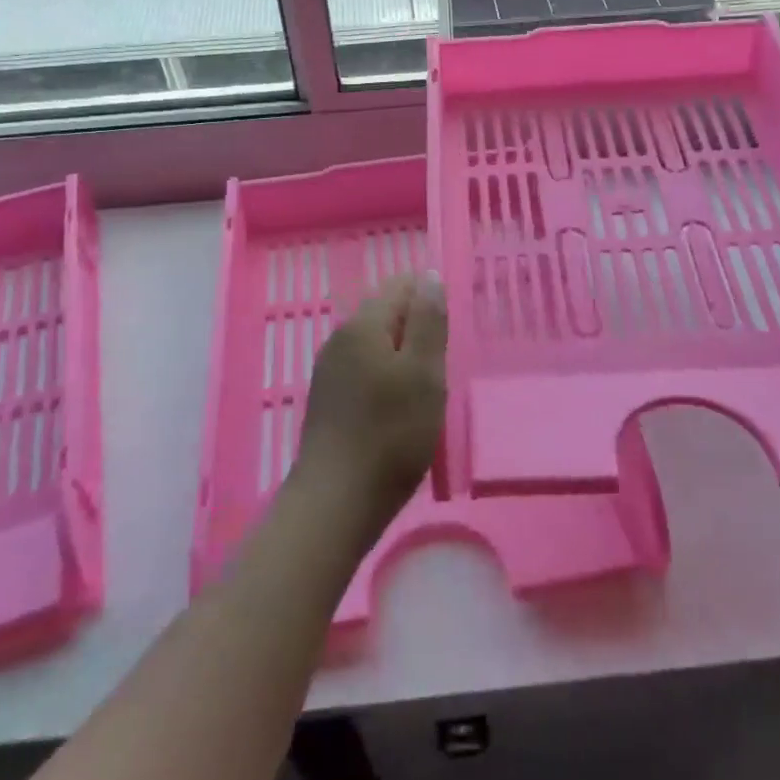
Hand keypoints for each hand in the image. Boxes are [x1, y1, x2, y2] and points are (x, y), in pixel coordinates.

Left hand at [296, 276, 446, 538]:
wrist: (335, 502)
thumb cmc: (391, 435)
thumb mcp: (424, 373)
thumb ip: (428, 321)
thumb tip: (429, 276)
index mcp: (363, 325)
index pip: (400, 285)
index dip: (430, 299)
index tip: (451, 333)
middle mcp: (341, 338)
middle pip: (386, 313)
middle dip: (418, 328)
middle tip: (444, 364)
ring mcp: (330, 370)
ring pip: (376, 344)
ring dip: (405, 356)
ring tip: (428, 388)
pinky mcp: (329, 399)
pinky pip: (365, 370)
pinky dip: (388, 377)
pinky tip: (402, 408)